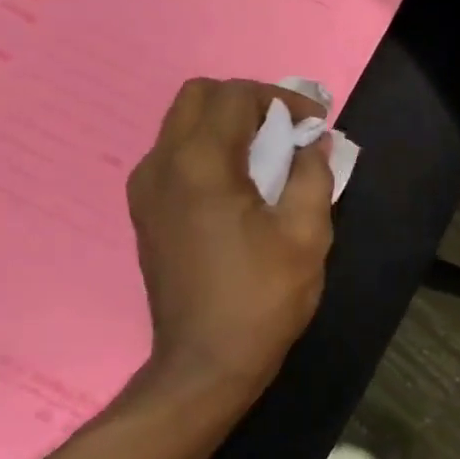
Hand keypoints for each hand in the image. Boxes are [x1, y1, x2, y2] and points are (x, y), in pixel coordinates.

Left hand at [127, 78, 334, 402]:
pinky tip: (240, 186)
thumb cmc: (262, 297)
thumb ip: (314, 175)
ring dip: (226, 125)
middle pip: (198, 97)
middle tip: (286, 131)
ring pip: (181, 124)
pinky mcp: (145, 213)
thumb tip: (314, 143)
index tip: (314, 126)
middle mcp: (161, 165)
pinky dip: (208, 150)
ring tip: (268, 157)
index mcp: (200, 164)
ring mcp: (146, 190)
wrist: (206, 363)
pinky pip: (174, 156)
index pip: (234, 96)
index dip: (281, 99)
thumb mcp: (307, 235)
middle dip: (247, 102)